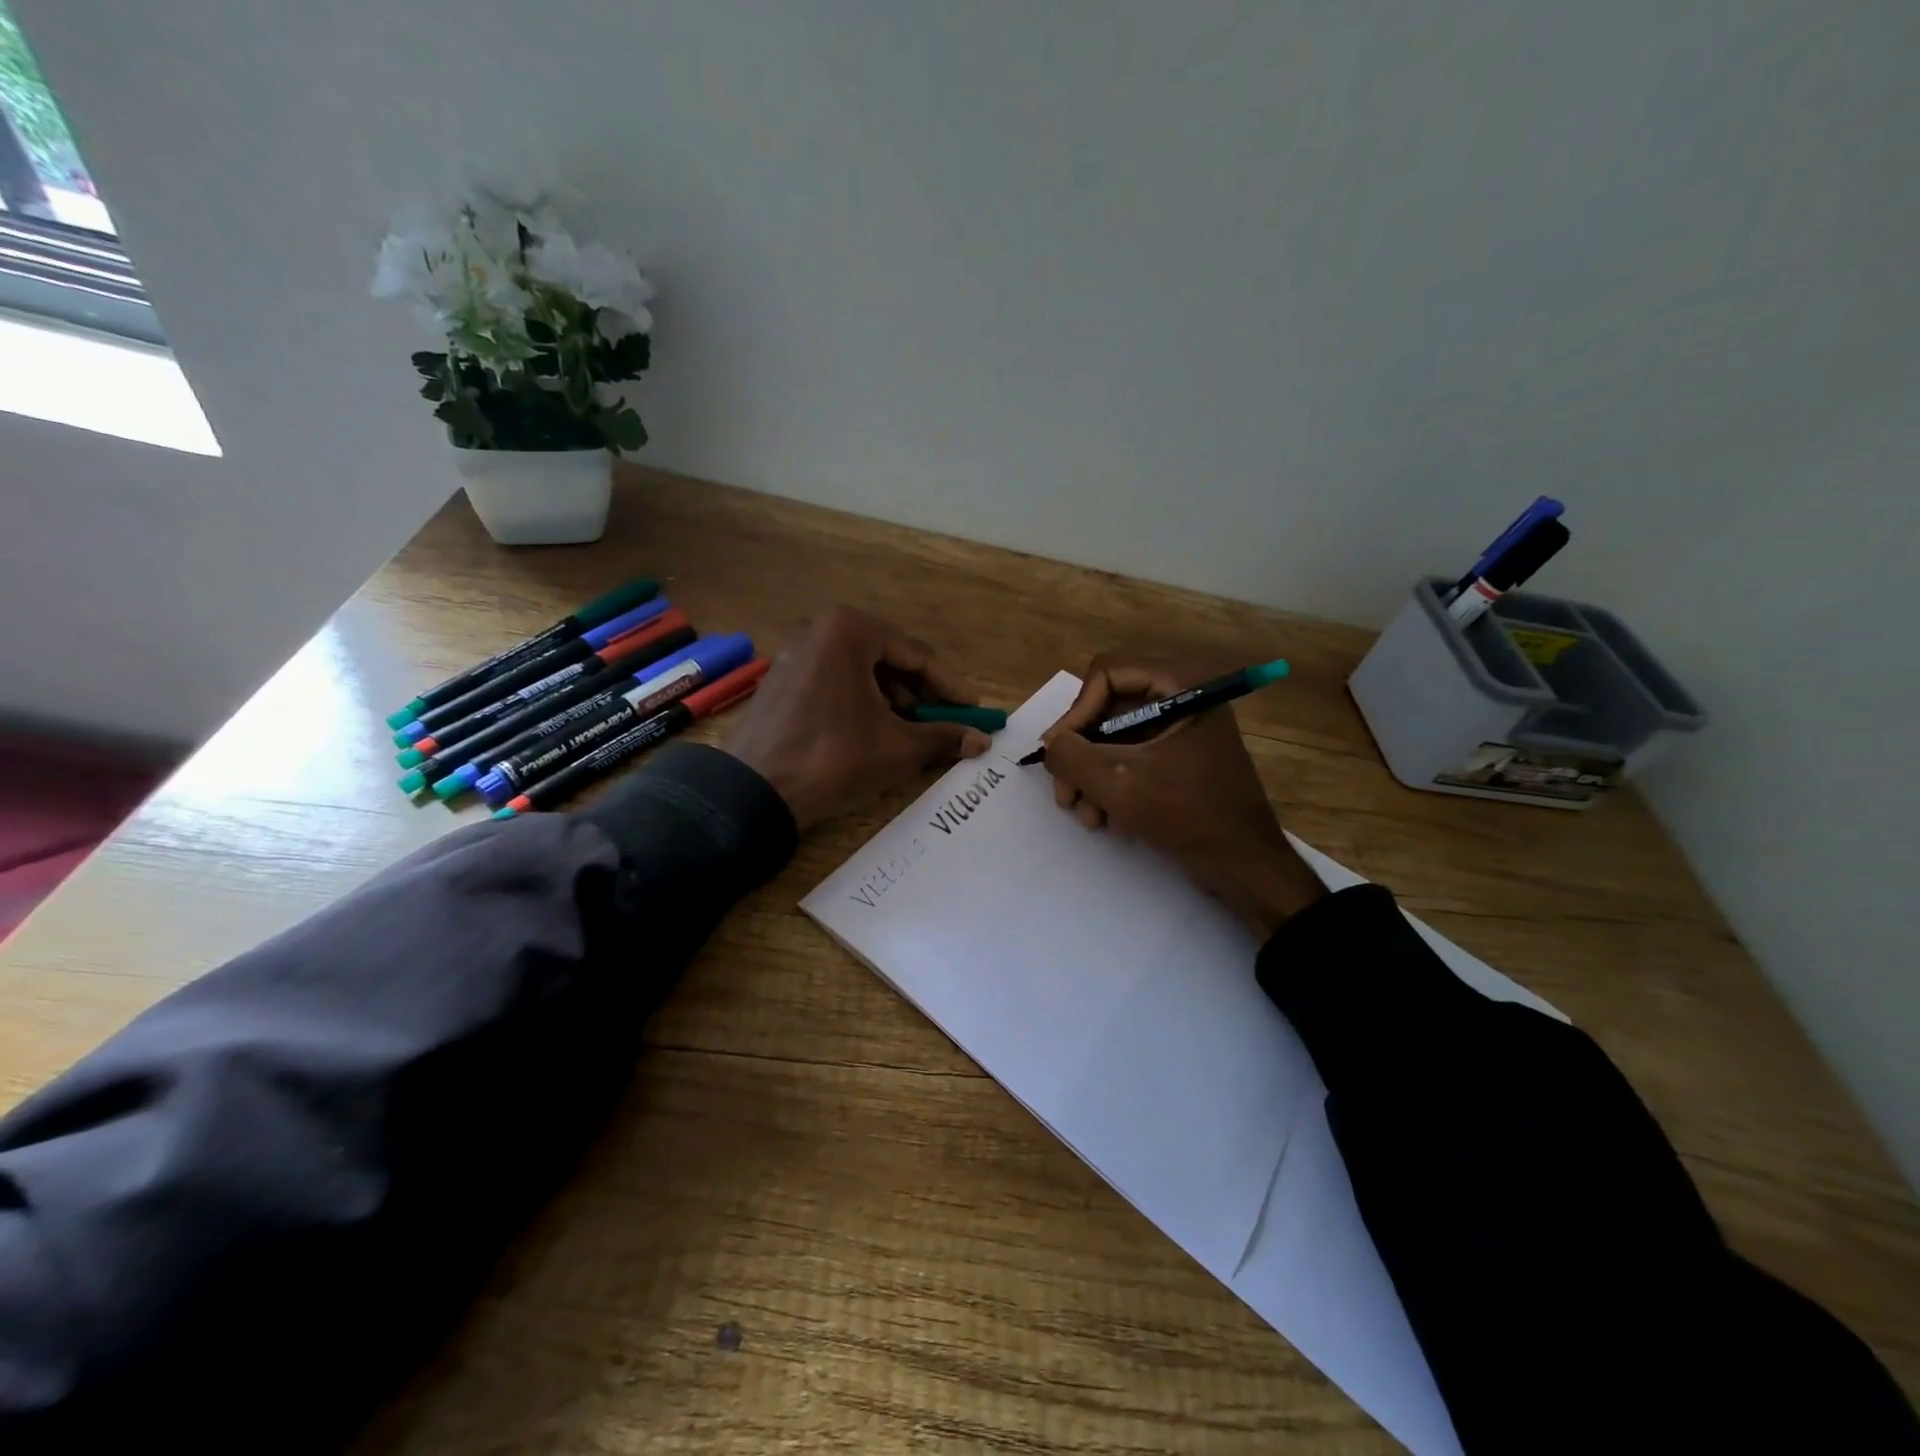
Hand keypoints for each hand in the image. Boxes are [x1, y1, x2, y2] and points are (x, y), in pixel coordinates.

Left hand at [724, 606, 991, 830]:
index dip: (950, 687)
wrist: (754, 792)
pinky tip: (871, 731)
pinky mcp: (780, 679)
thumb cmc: (835, 757)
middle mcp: (820, 629)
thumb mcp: (898, 748)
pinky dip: (860, 702)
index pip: (917, 655)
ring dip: (891, 699)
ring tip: (909, 732)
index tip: (974, 710)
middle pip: (888, 659)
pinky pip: (834, 681)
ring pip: (860, 671)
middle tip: (944, 722)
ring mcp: (795, 652)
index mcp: (850, 630)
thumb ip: (943, 736)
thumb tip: (982, 740)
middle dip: (920, 693)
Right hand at [1041, 657, 1325, 937]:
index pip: (1108, 674)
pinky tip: (1111, 822)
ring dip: (1093, 778)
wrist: (1246, 867)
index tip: (1060, 753)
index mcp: (1181, 687)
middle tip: (1064, 794)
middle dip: (1081, 755)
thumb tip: (1052, 745)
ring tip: (1087, 816)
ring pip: (1116, 740)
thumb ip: (1071, 756)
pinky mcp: (1181, 762)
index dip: (1077, 712)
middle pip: (1108, 709)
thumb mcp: (1119, 784)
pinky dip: (1115, 788)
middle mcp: (1183, 700)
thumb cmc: (1188, 815)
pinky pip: (1134, 761)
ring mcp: (1183, 733)